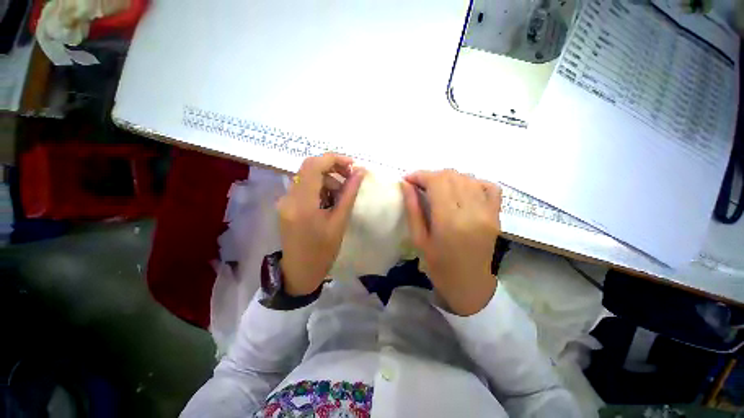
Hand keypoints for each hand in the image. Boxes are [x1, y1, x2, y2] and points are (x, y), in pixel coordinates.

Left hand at [277, 153, 365, 295]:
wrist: (299, 271)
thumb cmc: (323, 251)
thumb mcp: (340, 222)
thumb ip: (349, 194)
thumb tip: (360, 172)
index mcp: (302, 203)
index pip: (314, 166)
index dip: (334, 159)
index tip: (352, 165)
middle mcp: (289, 197)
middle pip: (309, 168)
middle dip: (332, 167)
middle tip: (350, 177)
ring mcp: (285, 201)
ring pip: (307, 176)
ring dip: (327, 179)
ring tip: (341, 194)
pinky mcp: (286, 205)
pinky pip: (304, 187)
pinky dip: (319, 187)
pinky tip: (329, 200)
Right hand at [401, 170, 501, 315]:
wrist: (471, 286)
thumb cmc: (439, 267)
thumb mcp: (419, 240)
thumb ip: (413, 209)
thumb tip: (406, 184)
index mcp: (449, 221)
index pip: (437, 182)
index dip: (420, 175)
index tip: (408, 179)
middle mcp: (472, 211)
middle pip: (451, 176)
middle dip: (431, 175)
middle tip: (419, 185)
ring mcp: (488, 211)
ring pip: (467, 177)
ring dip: (448, 178)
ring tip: (436, 188)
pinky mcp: (496, 214)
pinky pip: (487, 186)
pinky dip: (472, 182)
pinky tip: (461, 190)